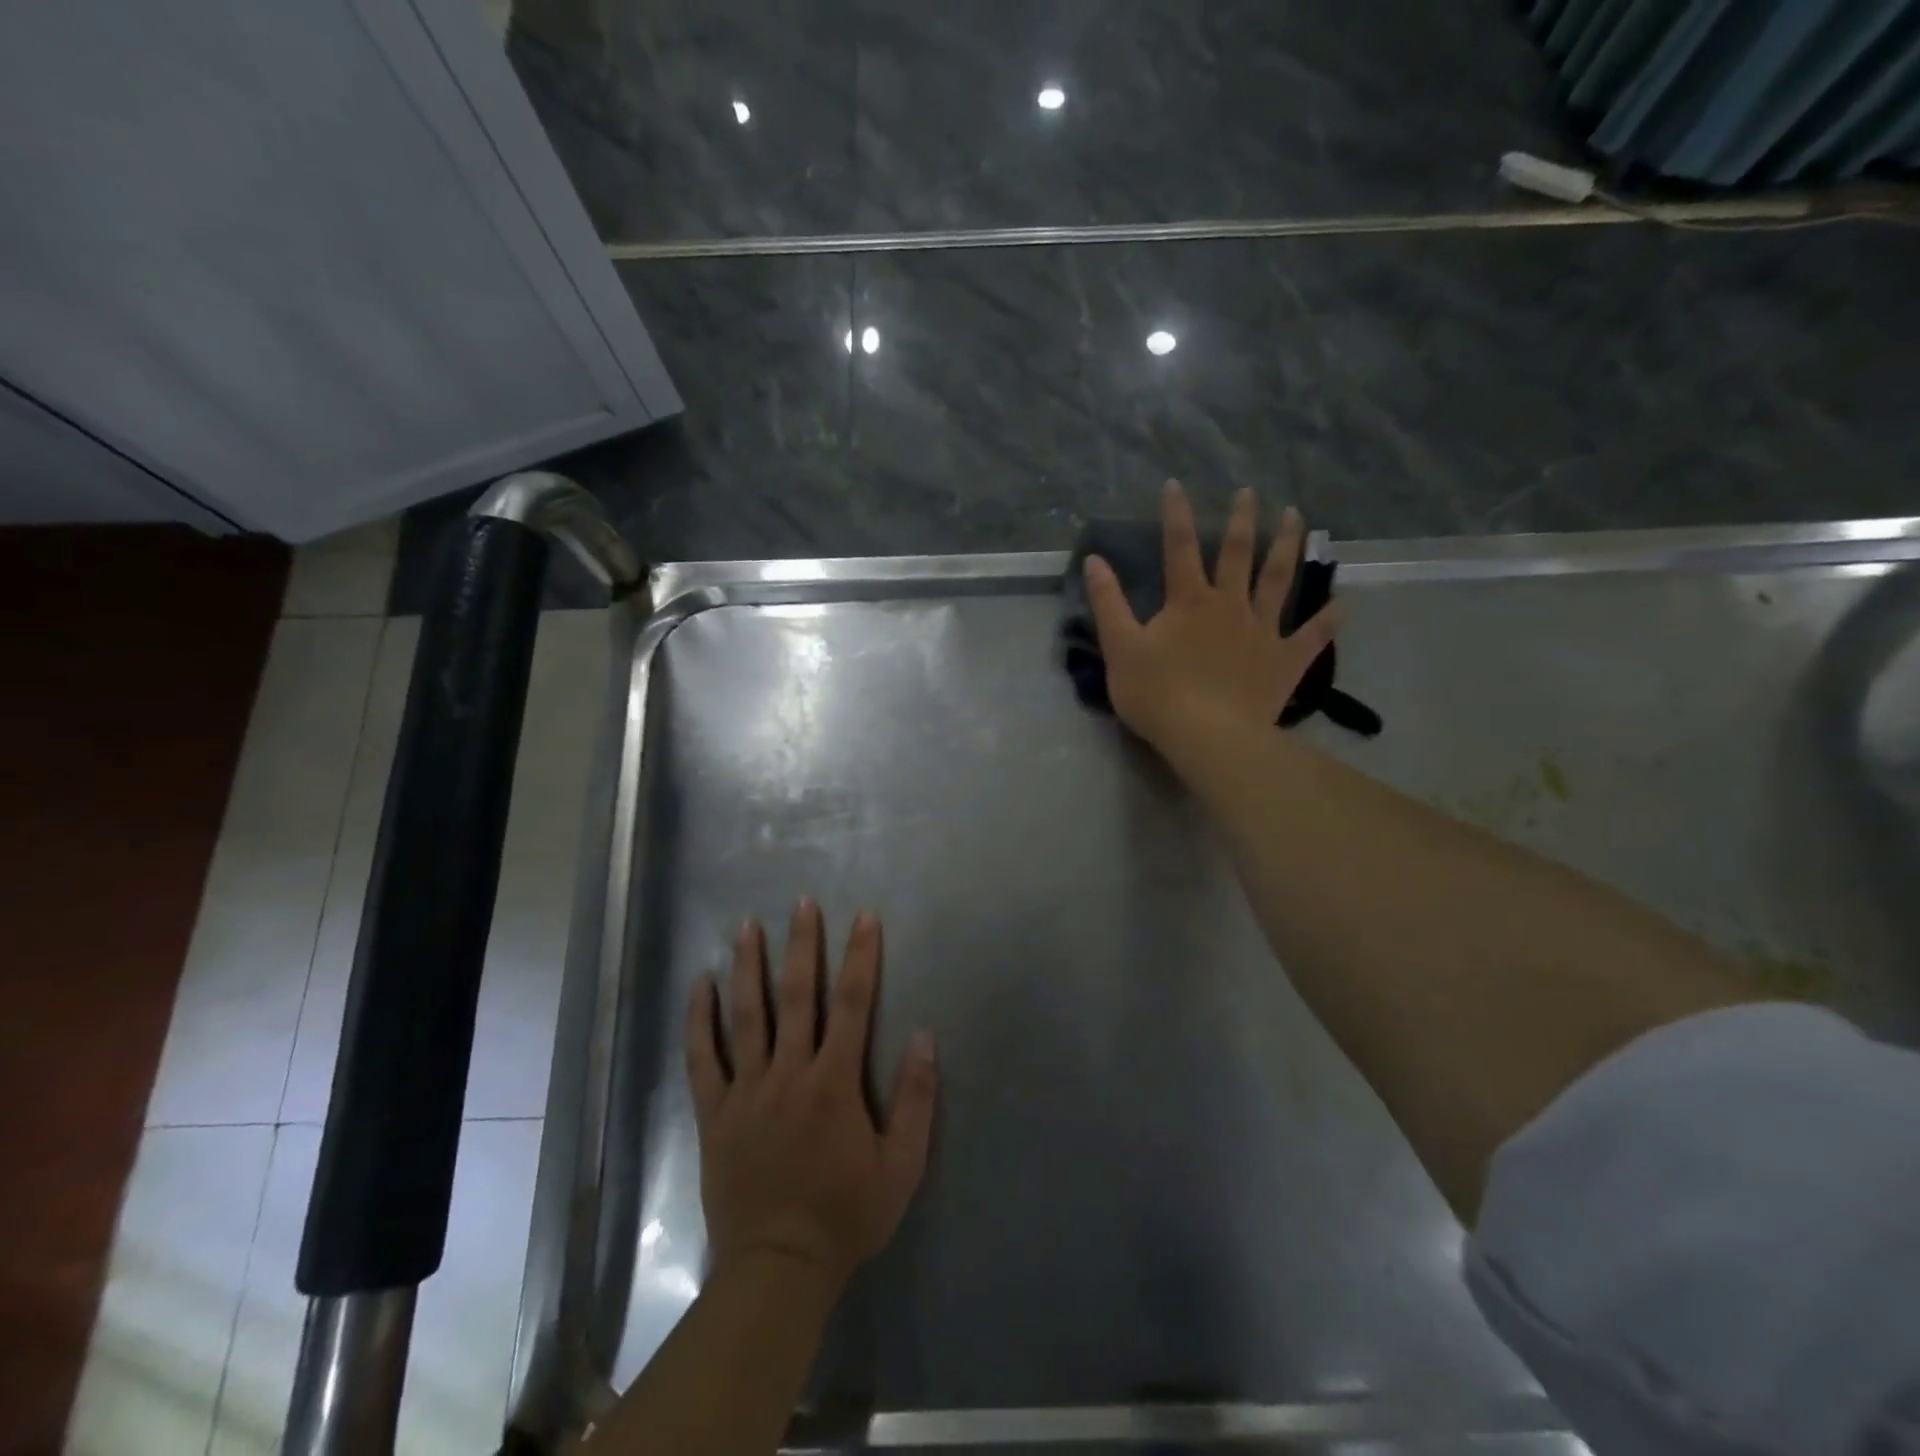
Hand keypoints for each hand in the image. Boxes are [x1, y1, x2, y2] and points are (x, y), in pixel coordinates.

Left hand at [685, 900, 937, 1293]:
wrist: (778, 1268)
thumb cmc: (846, 1215)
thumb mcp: (901, 1166)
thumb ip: (916, 1099)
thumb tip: (924, 1036)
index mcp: (834, 1083)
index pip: (854, 1004)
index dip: (861, 956)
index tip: (864, 917)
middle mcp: (789, 1074)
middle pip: (797, 997)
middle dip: (802, 946)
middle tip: (802, 903)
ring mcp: (747, 1091)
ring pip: (746, 1016)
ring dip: (748, 968)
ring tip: (747, 926)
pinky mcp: (715, 1113)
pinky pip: (703, 1059)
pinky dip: (699, 1020)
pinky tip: (699, 985)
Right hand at [1084, 481, 1343, 751]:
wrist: (1207, 736)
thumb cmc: (1157, 693)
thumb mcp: (1120, 648)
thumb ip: (1108, 603)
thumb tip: (1094, 560)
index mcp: (1189, 601)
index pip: (1178, 548)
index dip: (1176, 515)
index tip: (1175, 484)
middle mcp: (1230, 605)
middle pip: (1237, 554)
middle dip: (1242, 521)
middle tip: (1250, 492)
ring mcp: (1263, 631)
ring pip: (1279, 581)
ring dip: (1288, 547)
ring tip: (1297, 518)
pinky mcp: (1285, 660)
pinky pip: (1312, 636)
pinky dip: (1328, 620)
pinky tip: (1342, 603)